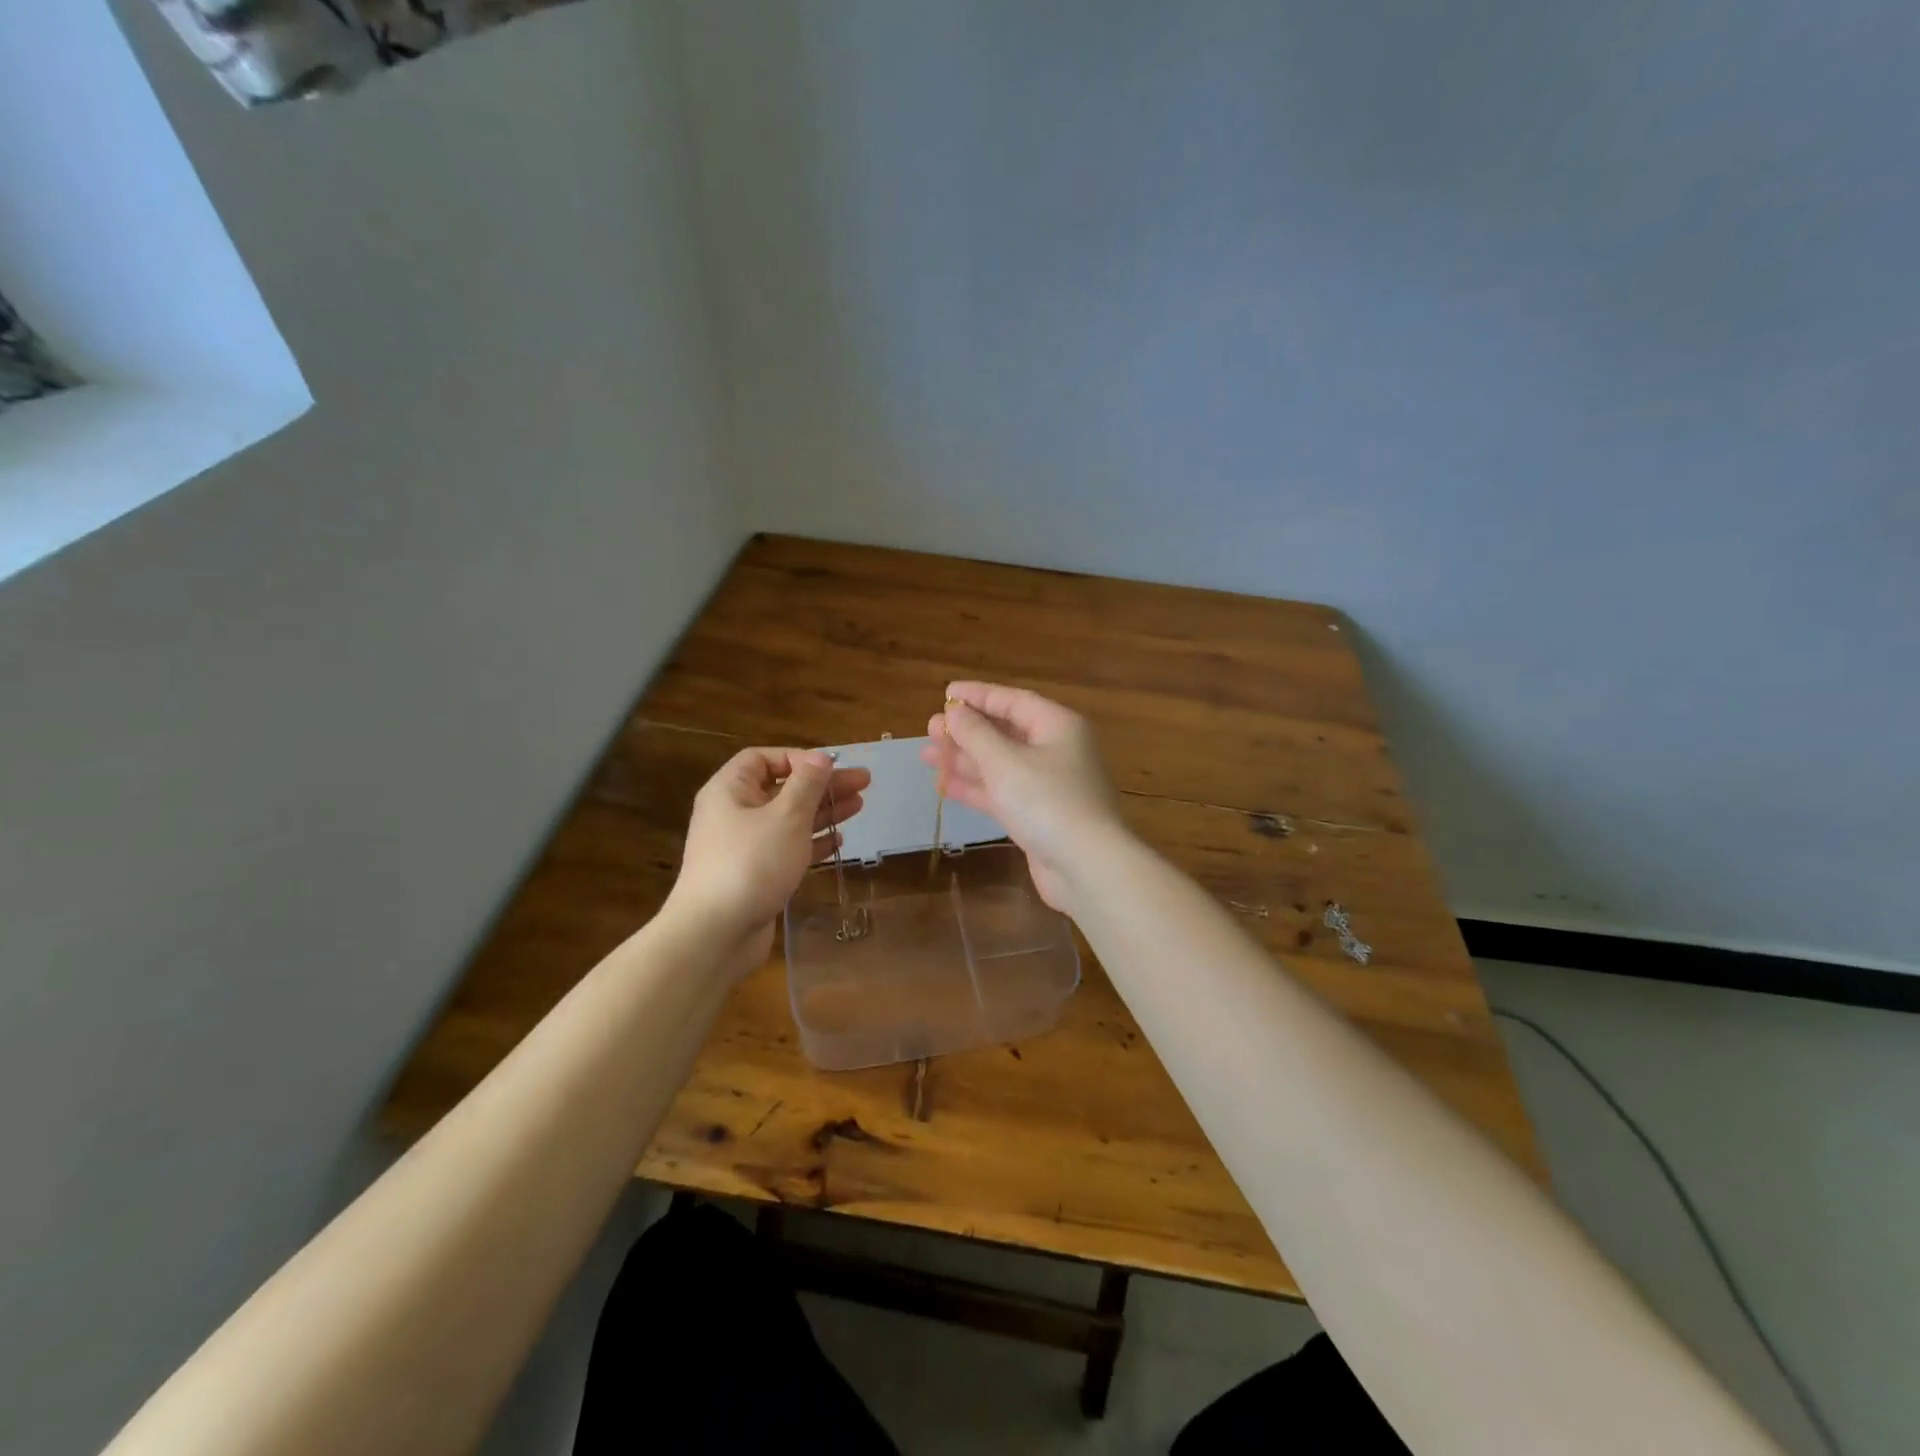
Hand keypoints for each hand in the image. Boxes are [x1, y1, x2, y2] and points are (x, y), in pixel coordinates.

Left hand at [666, 748, 869, 974]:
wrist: (715, 934)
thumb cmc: (751, 863)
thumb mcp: (786, 817)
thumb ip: (807, 784)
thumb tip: (822, 756)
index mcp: (730, 790)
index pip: (763, 758)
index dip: (799, 758)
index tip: (832, 767)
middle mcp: (734, 813)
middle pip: (783, 788)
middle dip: (823, 785)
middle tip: (863, 782)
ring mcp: (744, 846)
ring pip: (789, 819)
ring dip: (823, 811)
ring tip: (859, 805)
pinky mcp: (756, 874)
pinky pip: (788, 848)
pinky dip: (812, 842)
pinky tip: (838, 841)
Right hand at [921, 681, 1125, 912]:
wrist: (1086, 866)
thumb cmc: (1046, 801)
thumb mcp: (1005, 761)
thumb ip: (976, 734)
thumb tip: (955, 711)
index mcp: (1058, 726)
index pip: (1013, 700)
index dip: (978, 695)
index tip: (946, 693)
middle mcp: (1057, 750)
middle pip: (1006, 732)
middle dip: (967, 731)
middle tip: (931, 729)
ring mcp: (1049, 786)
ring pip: (1001, 764)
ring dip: (965, 760)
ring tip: (928, 755)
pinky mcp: (1040, 816)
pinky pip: (1003, 792)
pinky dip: (976, 788)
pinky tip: (944, 786)